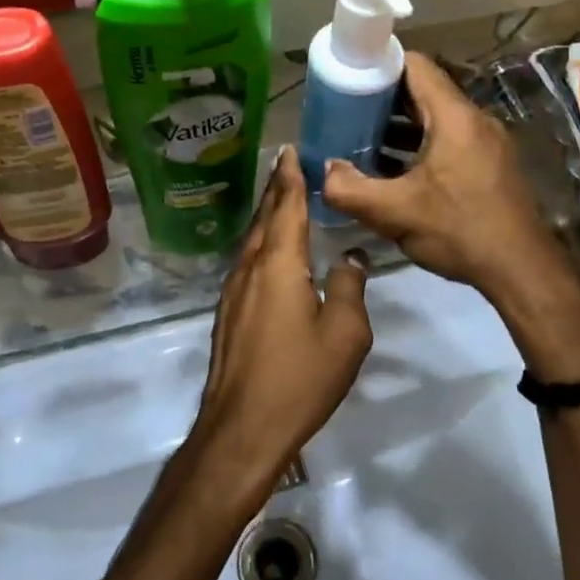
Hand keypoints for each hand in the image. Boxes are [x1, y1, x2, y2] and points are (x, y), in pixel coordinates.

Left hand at [187, 149, 372, 493]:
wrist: (241, 429)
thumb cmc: (299, 379)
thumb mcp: (345, 335)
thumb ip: (350, 288)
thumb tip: (350, 258)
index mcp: (278, 264)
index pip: (285, 207)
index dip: (290, 177)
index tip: (290, 151)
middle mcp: (250, 268)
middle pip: (264, 218)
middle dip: (276, 190)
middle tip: (287, 165)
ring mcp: (233, 292)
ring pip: (252, 241)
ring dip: (267, 216)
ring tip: (282, 200)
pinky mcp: (228, 314)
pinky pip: (247, 263)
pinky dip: (262, 244)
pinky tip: (272, 253)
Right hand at [322, 54, 579, 379]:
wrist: (522, 270)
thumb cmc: (459, 230)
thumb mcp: (394, 212)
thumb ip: (350, 189)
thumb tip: (326, 171)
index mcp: (454, 117)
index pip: (416, 65)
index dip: (380, 65)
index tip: (350, 78)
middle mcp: (473, 120)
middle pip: (423, 91)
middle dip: (383, 99)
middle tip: (346, 113)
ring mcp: (485, 143)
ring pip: (435, 119)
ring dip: (400, 127)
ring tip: (362, 142)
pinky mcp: (490, 165)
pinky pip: (448, 141)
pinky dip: (419, 146)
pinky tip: (394, 172)